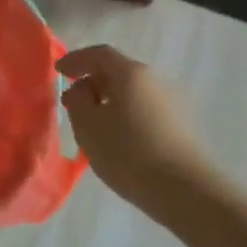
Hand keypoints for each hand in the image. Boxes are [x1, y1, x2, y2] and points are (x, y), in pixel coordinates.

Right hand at [57, 45, 208, 205]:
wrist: (188, 192)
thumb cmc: (130, 154)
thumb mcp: (88, 127)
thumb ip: (77, 101)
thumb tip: (80, 89)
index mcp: (131, 73)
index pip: (99, 54)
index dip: (76, 60)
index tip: (58, 71)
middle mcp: (154, 80)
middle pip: (118, 72)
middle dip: (93, 82)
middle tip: (74, 102)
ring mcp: (172, 102)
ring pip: (133, 93)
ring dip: (111, 102)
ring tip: (95, 125)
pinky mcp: (182, 126)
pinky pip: (146, 110)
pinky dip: (127, 116)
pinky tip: (120, 140)